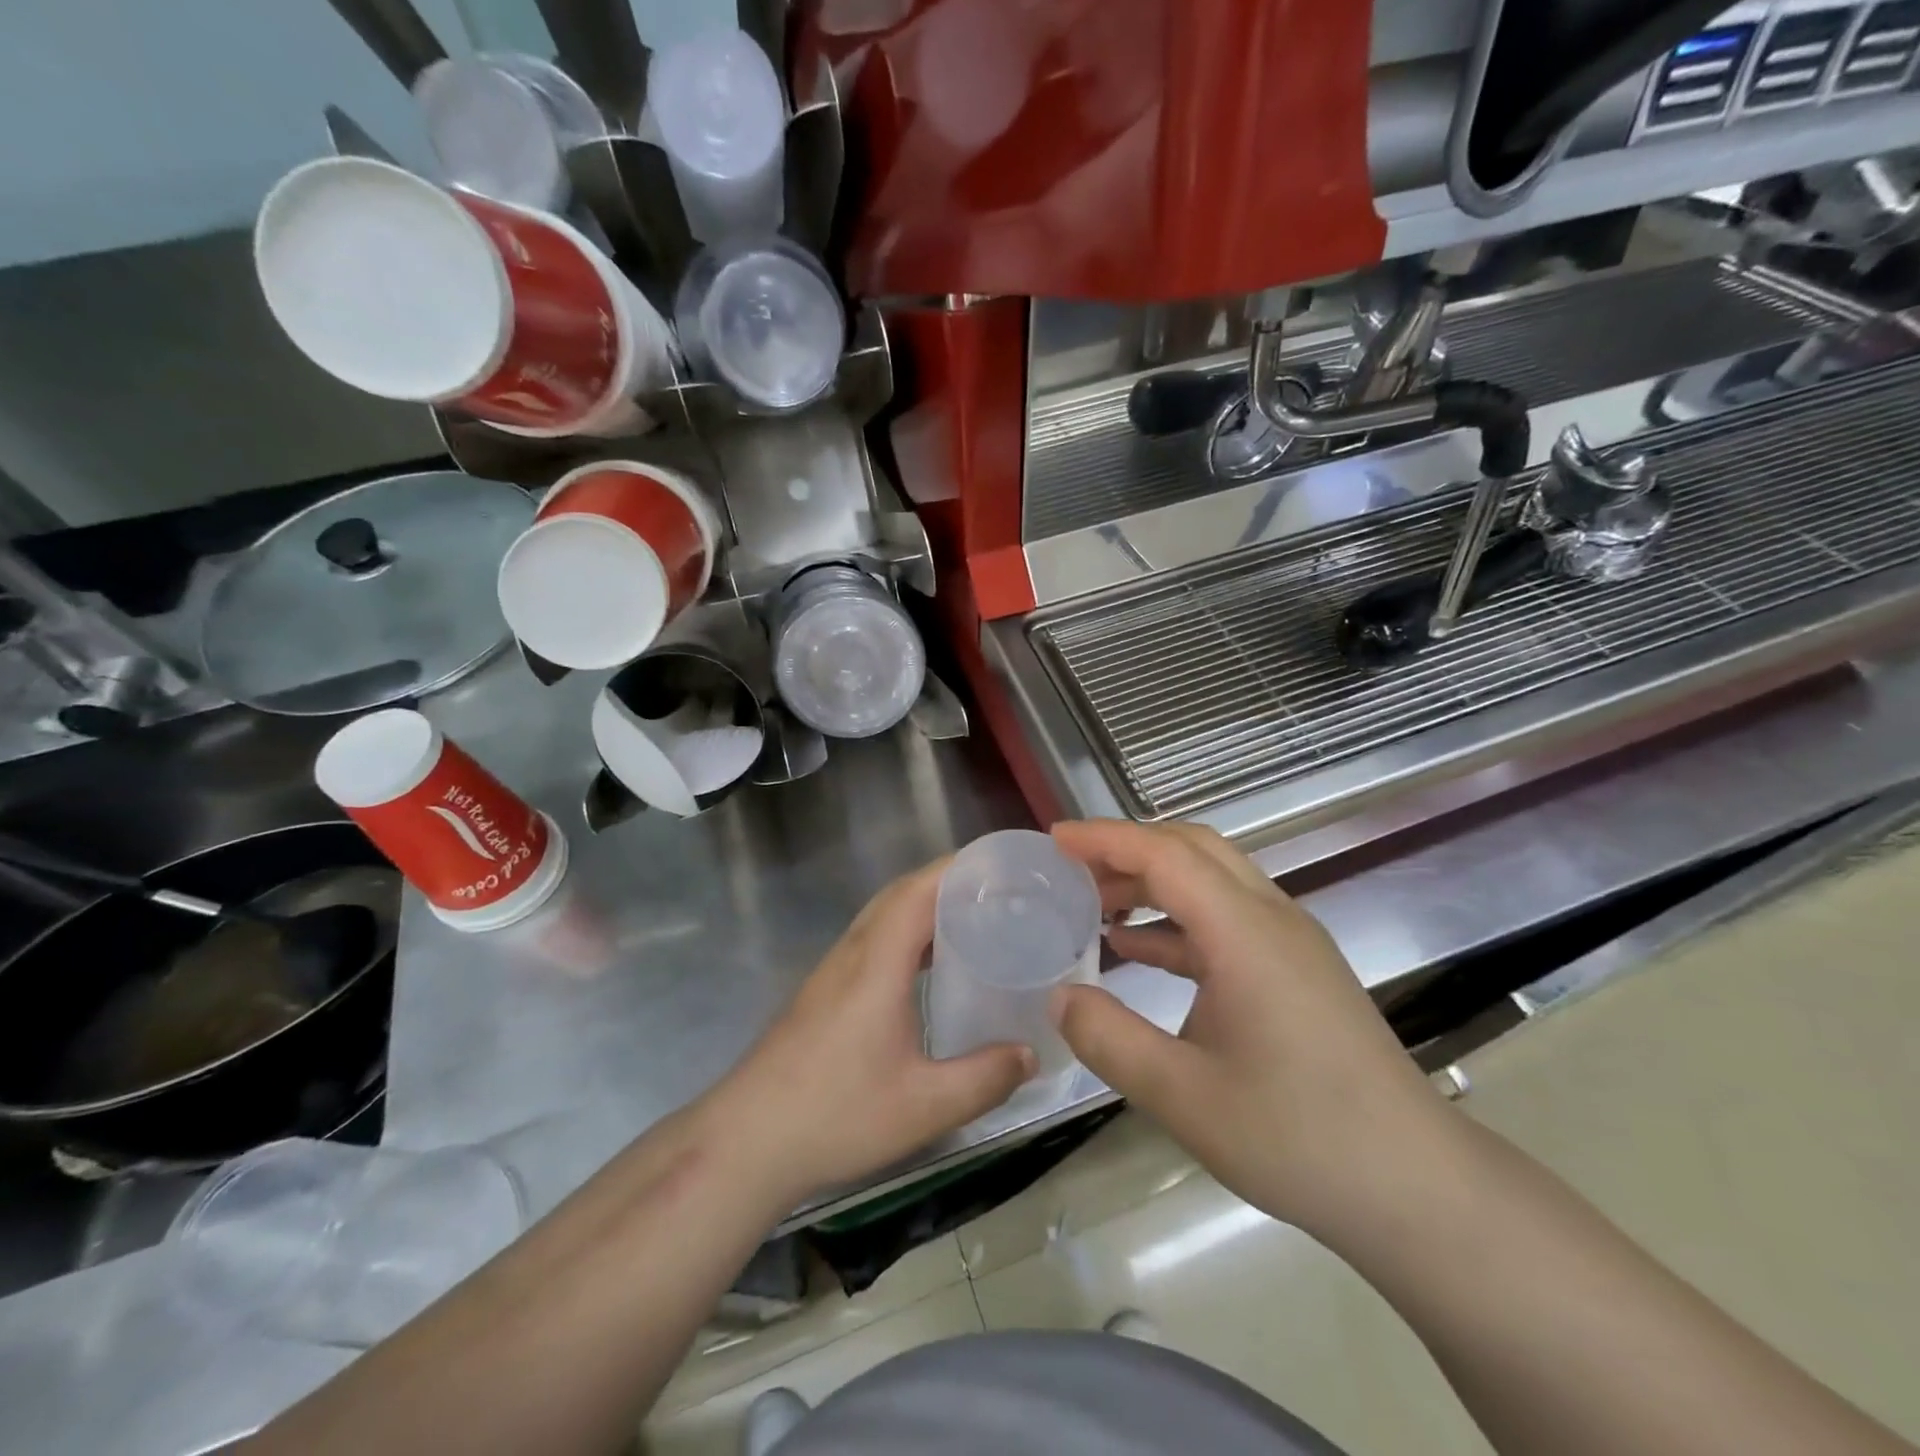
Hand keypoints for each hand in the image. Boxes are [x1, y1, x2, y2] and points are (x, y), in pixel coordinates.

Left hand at [705, 862, 1035, 1206]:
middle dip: (948, 881)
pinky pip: (873, 940)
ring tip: (973, 920)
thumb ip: (984, 1078)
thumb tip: (1031, 1054)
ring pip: (883, 915)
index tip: (1001, 867)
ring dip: (925, 905)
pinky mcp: (824, 991)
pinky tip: (928, 968)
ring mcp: (833, 971)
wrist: (746, 1141)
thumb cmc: (835, 1115)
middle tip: (998, 892)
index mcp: (877, 963)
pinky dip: (906, 933)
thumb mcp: (924, 1106)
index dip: (958, 869)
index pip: (918, 891)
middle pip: (900, 894)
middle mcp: (853, 953)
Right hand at [1050, 820, 1443, 1236]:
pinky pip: (1226, 917)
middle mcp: (1271, 917)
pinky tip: (1138, 950)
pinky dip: (1177, 918)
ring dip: (1152, 881)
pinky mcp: (1296, 968)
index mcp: (1244, 932)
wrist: (1416, 1186)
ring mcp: (1290, 941)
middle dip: (1127, 848)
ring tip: (1093, 905)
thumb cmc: (1299, 1138)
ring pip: (1211, 879)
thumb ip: (1110, 1039)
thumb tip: (1059, 996)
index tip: (1053, 840)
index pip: (1164, 855)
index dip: (1104, 839)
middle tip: (1071, 869)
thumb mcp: (1183, 1097)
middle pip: (1192, 848)